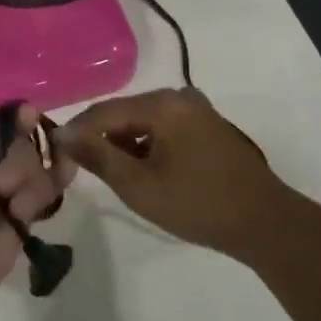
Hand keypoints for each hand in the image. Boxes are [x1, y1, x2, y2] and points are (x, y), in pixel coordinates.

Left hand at [0, 102, 75, 320]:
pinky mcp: (6, 241)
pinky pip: (34, 210)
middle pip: (14, 152)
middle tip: (1, 185)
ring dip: (35, 178)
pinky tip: (59, 184)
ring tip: (17, 206)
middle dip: (20, 158)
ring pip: (29, 178)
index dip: (11, 122)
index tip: (32, 115)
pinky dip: (46, 196)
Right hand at [62, 88, 319, 255]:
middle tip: (80, 167)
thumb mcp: (138, 185)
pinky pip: (164, 129)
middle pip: (124, 113)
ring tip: (110, 174)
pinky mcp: (208, 127)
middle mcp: (179, 97)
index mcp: (161, 104)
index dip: (76, 131)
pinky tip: (143, 171)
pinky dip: (148, 146)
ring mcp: (197, 111)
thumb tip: (63, 135)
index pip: (103, 112)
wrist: (266, 222)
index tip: (53, 152)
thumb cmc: (197, 203)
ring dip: (124, 144)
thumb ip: (98, 156)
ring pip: (144, 122)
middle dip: (100, 138)